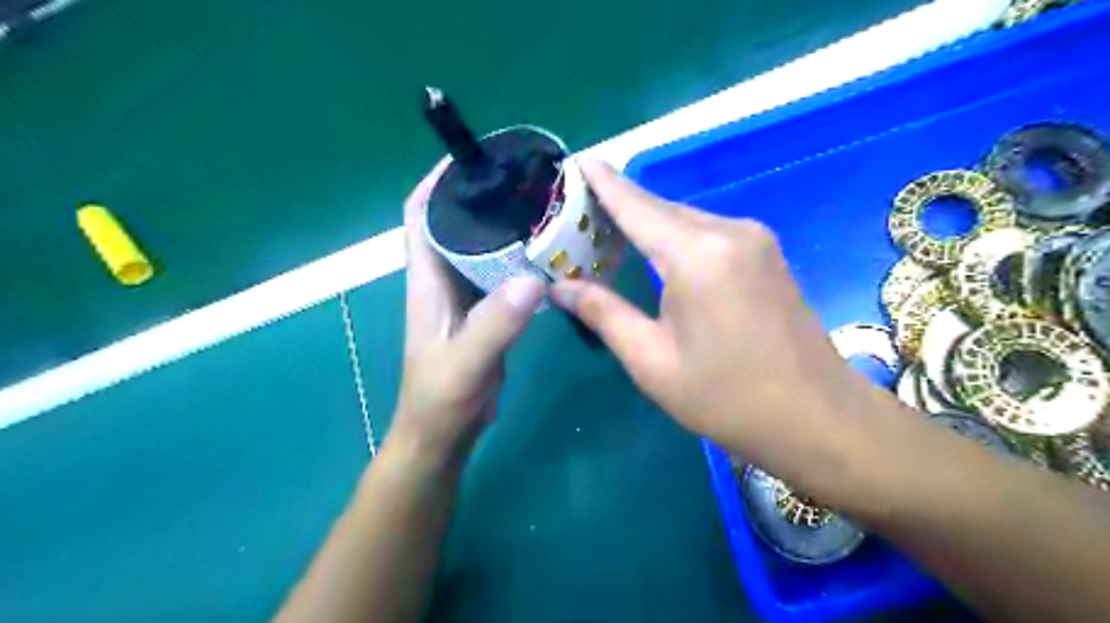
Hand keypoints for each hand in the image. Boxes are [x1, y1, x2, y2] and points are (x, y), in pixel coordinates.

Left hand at [393, 161, 546, 461]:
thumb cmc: (441, 397)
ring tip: (541, 206)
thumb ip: (494, 325)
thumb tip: (531, 280)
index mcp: (427, 278)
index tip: (474, 157)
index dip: (438, 180)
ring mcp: (465, 294)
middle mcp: (443, 277)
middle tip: (525, 179)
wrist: (445, 431)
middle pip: (456, 221)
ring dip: (504, 224)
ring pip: (481, 245)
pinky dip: (519, 256)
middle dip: (482, 194)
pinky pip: (500, 271)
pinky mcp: (485, 310)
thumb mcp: (466, 362)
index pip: (421, 214)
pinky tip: (547, 252)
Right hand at [549, 158, 879, 484]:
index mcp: (697, 256)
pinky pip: (709, 232)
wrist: (817, 418)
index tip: (580, 161)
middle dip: (621, 207)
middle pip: (662, 209)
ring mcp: (755, 239)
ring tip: (610, 235)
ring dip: (649, 224)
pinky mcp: (767, 253)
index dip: (605, 184)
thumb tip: (560, 287)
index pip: (637, 207)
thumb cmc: (727, 397)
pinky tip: (658, 253)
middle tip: (580, 216)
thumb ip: (604, 314)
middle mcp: (729, 232)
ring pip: (686, 219)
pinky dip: (676, 236)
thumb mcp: (652, 361)